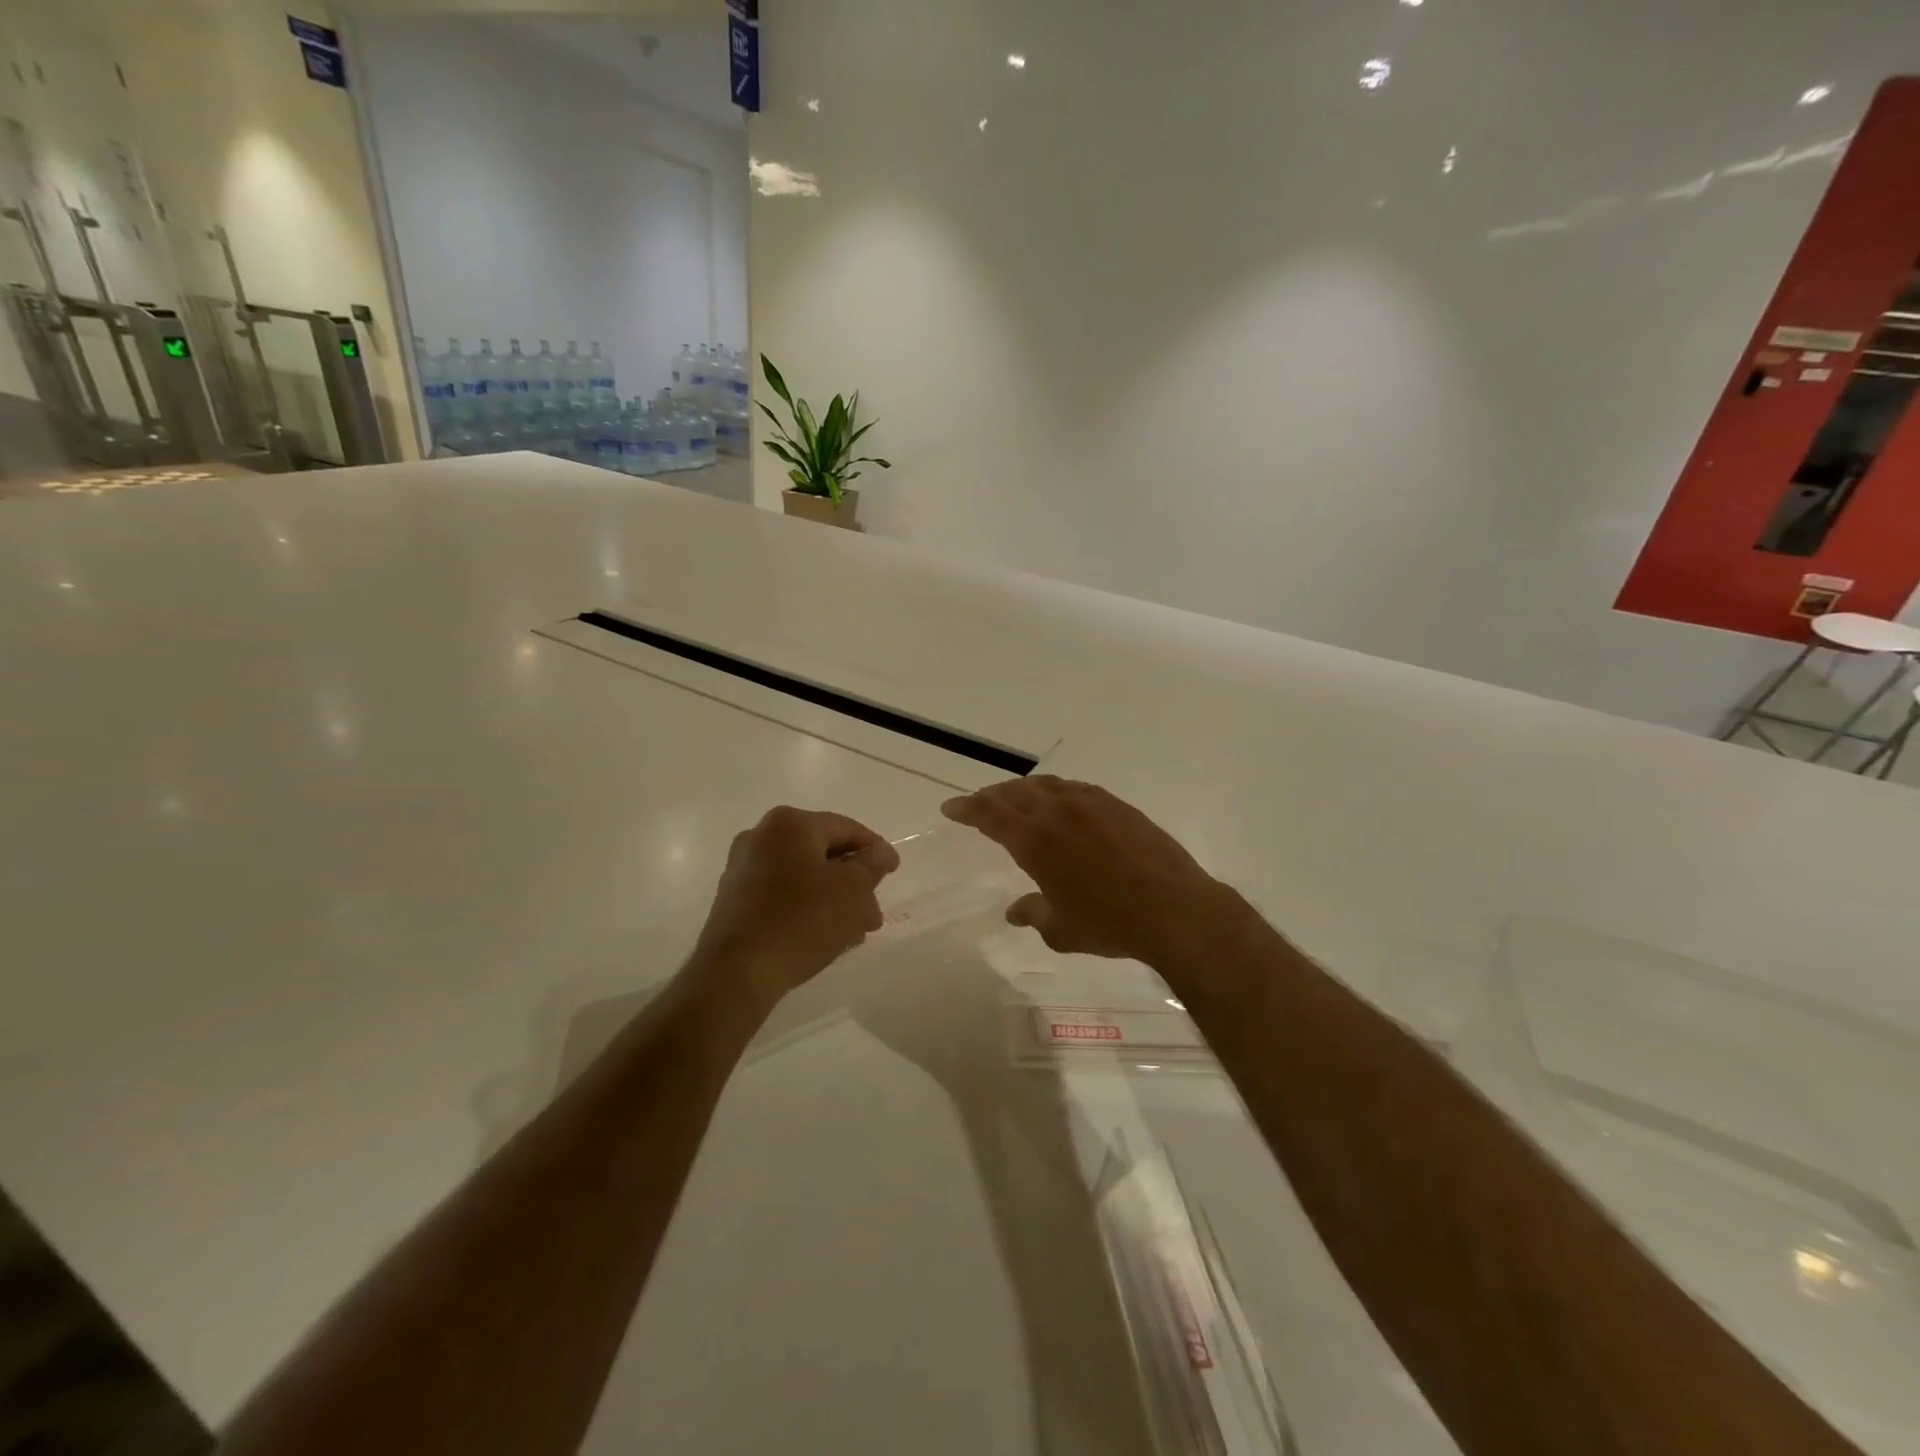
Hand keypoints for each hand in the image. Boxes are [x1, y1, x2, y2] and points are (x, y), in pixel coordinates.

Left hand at [689, 806, 898, 1006]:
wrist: (736, 973)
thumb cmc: (801, 920)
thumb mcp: (851, 891)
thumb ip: (870, 866)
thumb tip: (879, 852)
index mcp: (789, 824)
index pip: (845, 828)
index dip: (875, 849)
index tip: (895, 871)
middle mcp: (761, 836)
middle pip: (823, 853)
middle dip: (854, 882)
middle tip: (874, 911)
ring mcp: (743, 868)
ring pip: (804, 876)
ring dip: (834, 898)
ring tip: (855, 931)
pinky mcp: (734, 899)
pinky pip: (783, 894)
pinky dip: (807, 907)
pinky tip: (825, 935)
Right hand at [940, 776, 1247, 971]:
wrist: (1175, 910)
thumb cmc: (1111, 924)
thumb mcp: (1062, 930)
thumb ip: (1033, 914)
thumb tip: (1014, 911)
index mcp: (1037, 841)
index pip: (991, 815)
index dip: (967, 809)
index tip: (950, 808)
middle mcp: (1059, 813)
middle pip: (1015, 793)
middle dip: (990, 796)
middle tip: (977, 804)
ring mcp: (1092, 804)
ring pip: (1047, 785)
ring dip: (1023, 789)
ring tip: (1014, 797)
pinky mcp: (1118, 806)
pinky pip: (1076, 789)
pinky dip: (1057, 791)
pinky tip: (1061, 801)